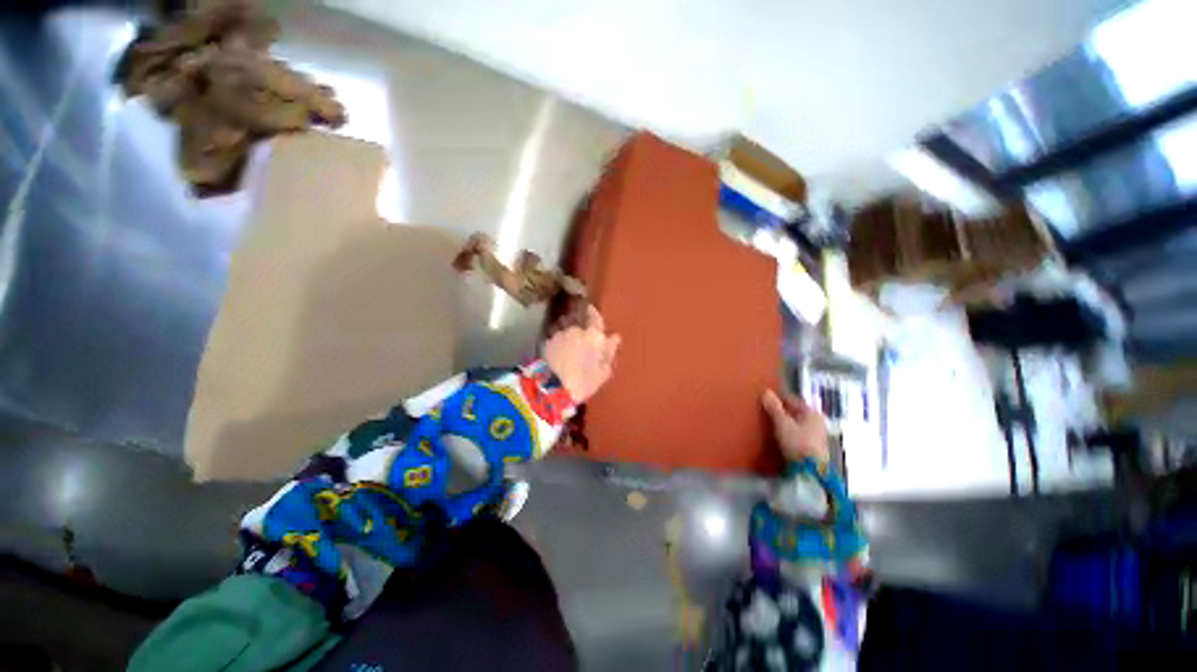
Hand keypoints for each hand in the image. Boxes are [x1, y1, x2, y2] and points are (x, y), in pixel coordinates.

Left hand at [543, 306, 619, 402]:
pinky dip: (559, 343)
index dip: (594, 314)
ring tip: (569, 347)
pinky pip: (556, 338)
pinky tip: (558, 353)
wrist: (553, 388)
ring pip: (567, 330)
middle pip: (579, 323)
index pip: (595, 317)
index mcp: (594, 336)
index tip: (591, 311)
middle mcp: (577, 329)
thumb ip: (610, 352)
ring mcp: (560, 334)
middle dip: (581, 328)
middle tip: (582, 340)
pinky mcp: (547, 342)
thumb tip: (614, 338)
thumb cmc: (584, 382)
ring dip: (568, 335)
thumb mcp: (603, 372)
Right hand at [762, 389, 828, 462]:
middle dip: (781, 411)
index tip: (764, 399)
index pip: (792, 399)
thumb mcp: (782, 423)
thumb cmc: (797, 442)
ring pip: (796, 423)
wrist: (810, 471)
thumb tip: (766, 391)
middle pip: (795, 412)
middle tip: (765, 410)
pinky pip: (797, 433)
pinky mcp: (813, 447)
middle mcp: (817, 421)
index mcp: (812, 412)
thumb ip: (774, 408)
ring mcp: (817, 435)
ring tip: (769, 423)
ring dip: (784, 422)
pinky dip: (788, 432)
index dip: (778, 398)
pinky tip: (779, 435)